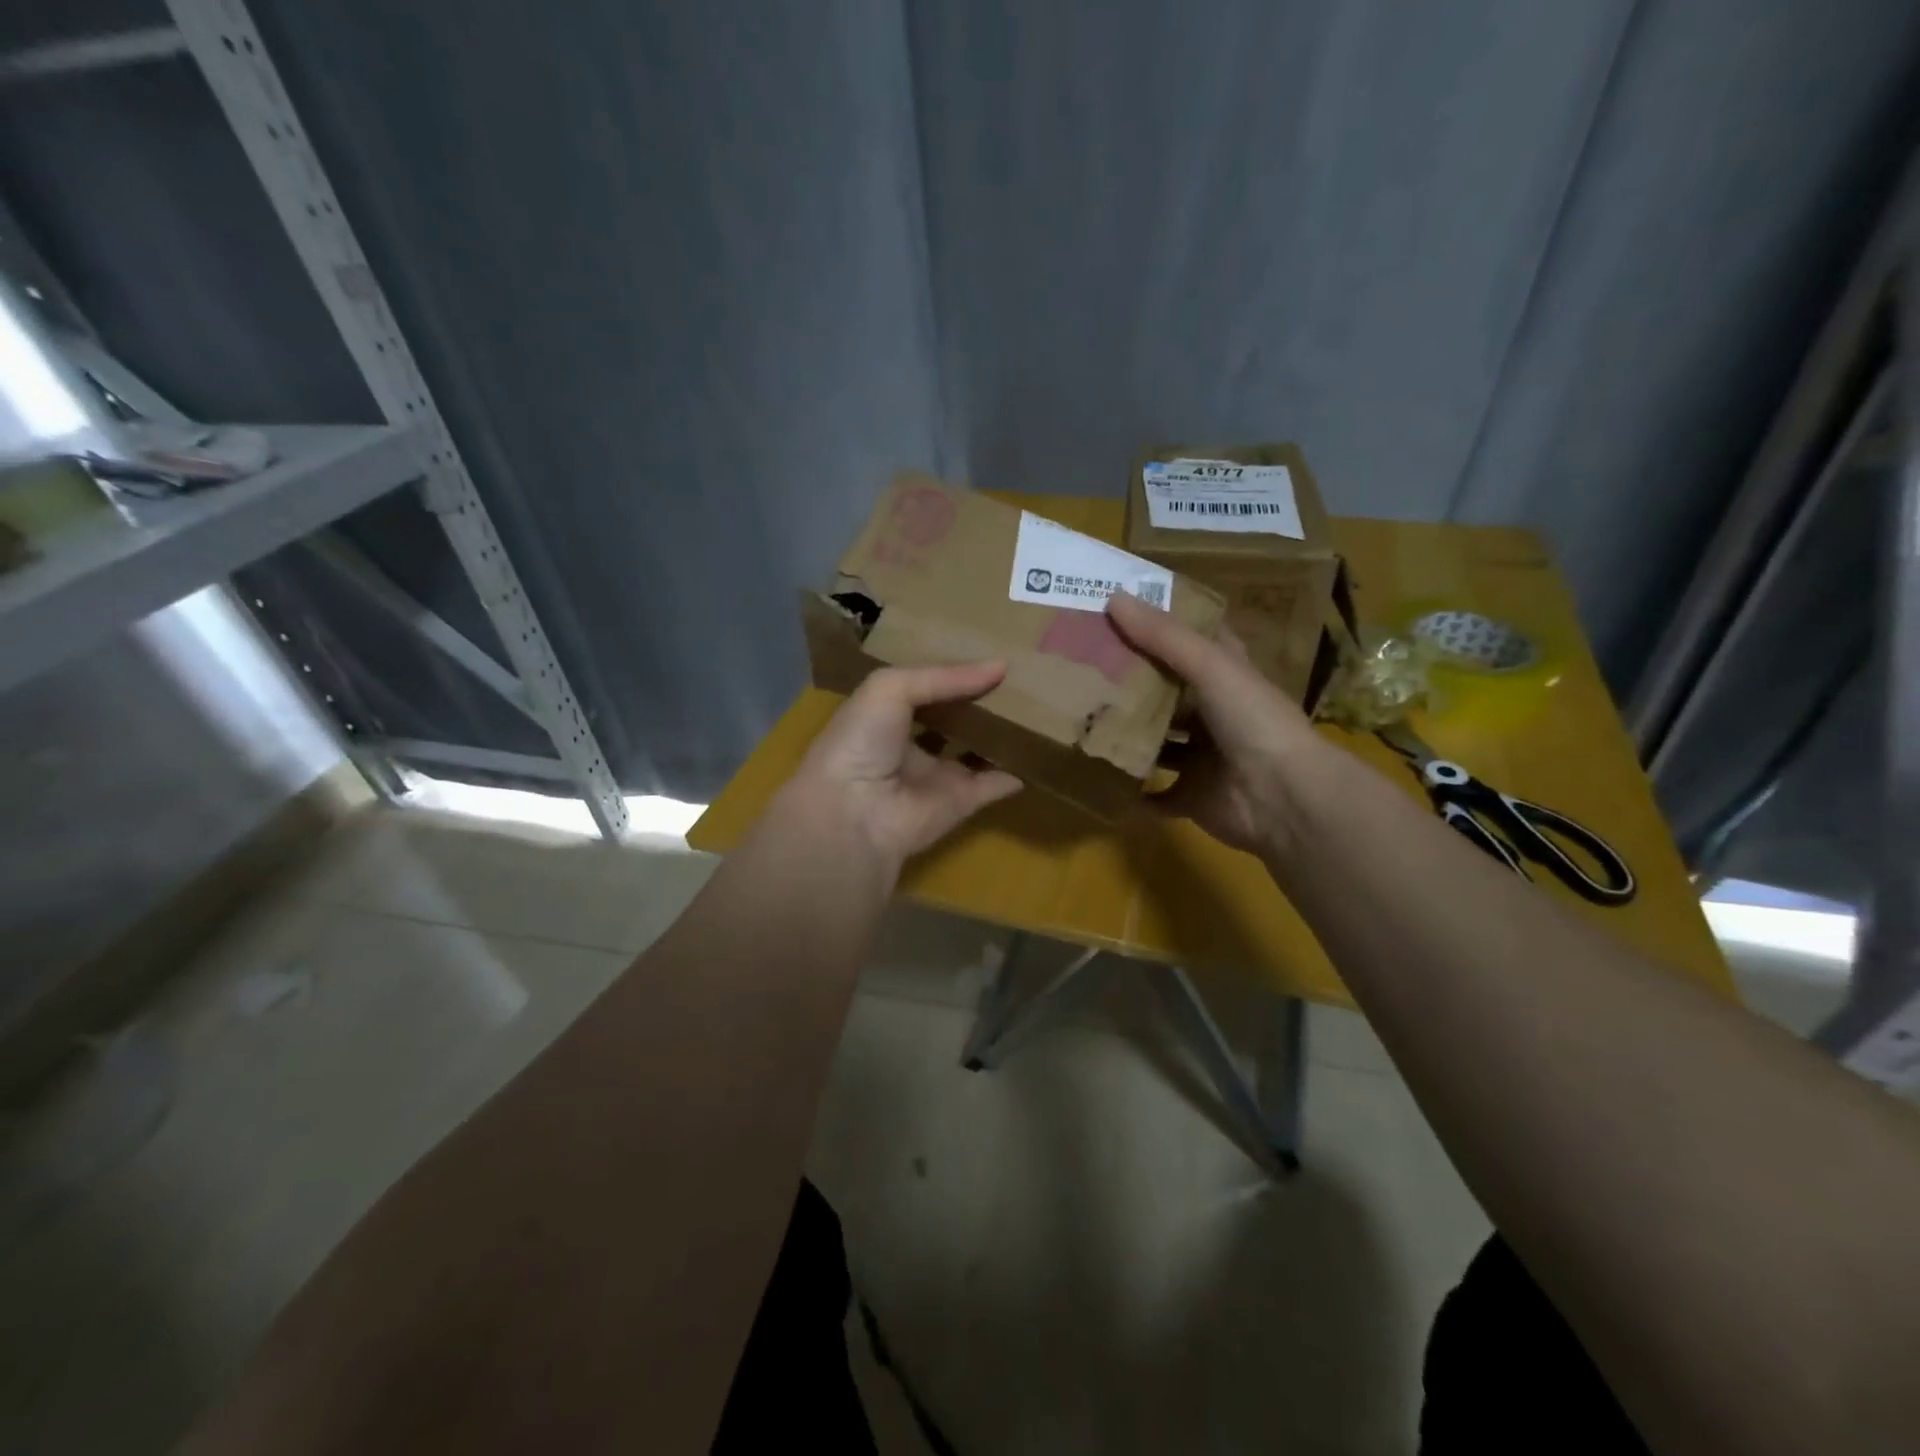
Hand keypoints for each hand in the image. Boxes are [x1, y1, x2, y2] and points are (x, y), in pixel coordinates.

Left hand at [783, 663, 1023, 873]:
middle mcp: (910, 745)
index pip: (923, 687)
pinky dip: (1015, 774)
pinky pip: (994, 785)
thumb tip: (1000, 665)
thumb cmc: (862, 740)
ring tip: (1035, 708)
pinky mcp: (960, 803)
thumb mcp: (891, 688)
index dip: (950, 671)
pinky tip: (1039, 753)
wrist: (855, 813)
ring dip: (1000, 735)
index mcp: (885, 715)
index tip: (984, 651)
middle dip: (979, 701)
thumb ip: (944, 676)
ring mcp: (937, 776)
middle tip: (1018, 677)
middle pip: (952, 719)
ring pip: (975, 751)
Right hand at [1106, 592, 1325, 856]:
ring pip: (1158, 743)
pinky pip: (1154, 795)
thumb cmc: (1254, 722)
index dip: (1164, 626)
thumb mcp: (1211, 666)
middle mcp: (1216, 714)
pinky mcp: (1192, 797)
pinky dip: (1131, 792)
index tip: (1120, 612)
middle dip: (1131, 682)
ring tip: (1080, 720)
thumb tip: (1113, 597)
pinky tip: (1097, 777)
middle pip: (1169, 692)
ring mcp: (1203, 758)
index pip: (1195, 642)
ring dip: (1127, 736)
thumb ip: (1164, 636)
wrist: (1283, 799)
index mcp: (1228, 677)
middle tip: (1082, 666)